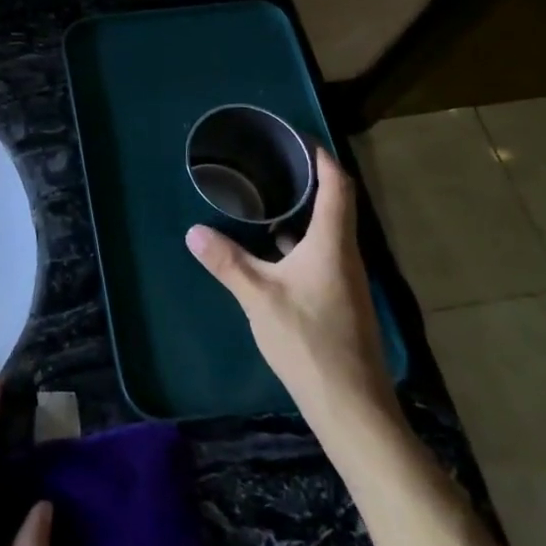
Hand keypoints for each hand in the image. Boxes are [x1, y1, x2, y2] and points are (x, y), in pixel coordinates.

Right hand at [186, 148, 399, 445]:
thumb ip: (227, 262)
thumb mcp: (258, 298)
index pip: (338, 186)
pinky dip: (299, 243)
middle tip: (271, 163)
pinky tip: (272, 251)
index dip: (323, 158)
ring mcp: (345, 282)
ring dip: (302, 214)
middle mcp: (345, 256)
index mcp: (332, 244)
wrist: (351, 408)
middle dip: (307, 181)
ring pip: (326, 234)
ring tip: (265, 200)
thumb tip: (194, 231)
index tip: (299, 138)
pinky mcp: (340, 302)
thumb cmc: (309, 341)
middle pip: (335, 206)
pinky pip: (320, 256)